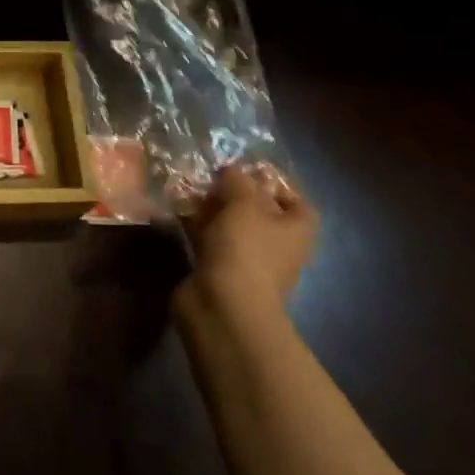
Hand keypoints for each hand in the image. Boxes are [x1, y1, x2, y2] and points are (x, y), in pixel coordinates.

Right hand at [173, 162, 316, 327]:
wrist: (223, 305)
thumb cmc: (246, 249)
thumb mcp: (244, 203)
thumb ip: (238, 180)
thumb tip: (232, 171)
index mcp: (296, 231)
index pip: (297, 202)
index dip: (277, 184)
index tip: (249, 169)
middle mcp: (276, 246)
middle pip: (259, 212)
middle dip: (235, 192)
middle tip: (210, 174)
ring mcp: (246, 260)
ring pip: (230, 225)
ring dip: (211, 207)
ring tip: (188, 186)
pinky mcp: (218, 269)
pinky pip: (208, 239)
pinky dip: (196, 225)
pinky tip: (176, 209)